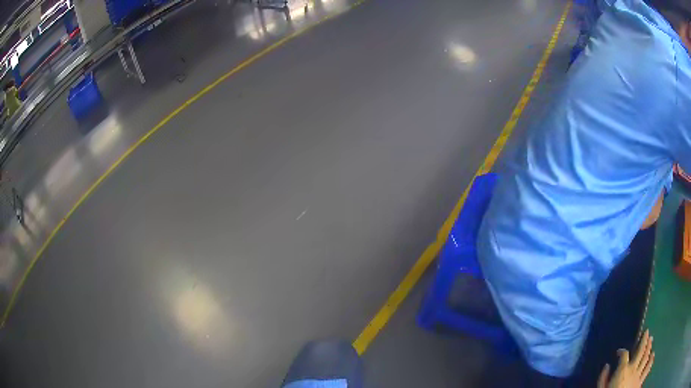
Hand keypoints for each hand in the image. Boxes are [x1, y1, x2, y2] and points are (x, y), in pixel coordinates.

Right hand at [598, 330, 653, 387]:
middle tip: (647, 331)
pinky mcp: (641, 380)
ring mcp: (639, 374)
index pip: (624, 355)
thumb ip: (603, 379)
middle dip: (644, 340)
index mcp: (623, 369)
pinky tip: (653, 354)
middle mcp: (633, 368)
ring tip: (651, 339)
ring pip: (646, 358)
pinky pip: (647, 368)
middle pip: (640, 351)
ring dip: (649, 347)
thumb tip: (606, 366)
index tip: (619, 351)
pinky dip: (651, 360)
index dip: (622, 351)